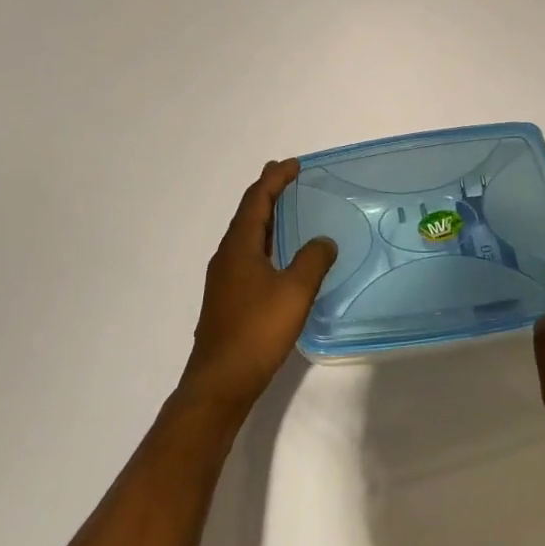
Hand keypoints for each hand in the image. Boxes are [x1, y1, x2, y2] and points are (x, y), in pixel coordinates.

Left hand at [179, 159, 336, 419]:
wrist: (221, 381)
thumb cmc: (257, 330)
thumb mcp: (295, 291)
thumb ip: (312, 260)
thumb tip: (323, 241)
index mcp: (239, 246)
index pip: (256, 200)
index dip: (274, 179)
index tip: (293, 164)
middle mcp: (226, 256)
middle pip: (247, 213)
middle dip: (267, 193)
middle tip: (287, 177)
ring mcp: (223, 279)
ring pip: (245, 236)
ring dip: (265, 218)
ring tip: (285, 210)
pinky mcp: (227, 298)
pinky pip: (247, 255)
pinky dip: (264, 242)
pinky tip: (277, 257)